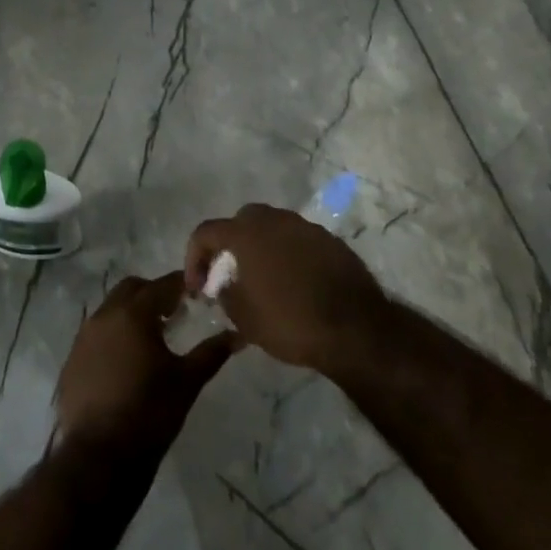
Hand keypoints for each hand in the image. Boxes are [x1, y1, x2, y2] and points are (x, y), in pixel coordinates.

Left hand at [55, 273, 236, 453]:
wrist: (100, 456)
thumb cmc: (150, 412)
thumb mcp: (188, 381)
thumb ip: (212, 353)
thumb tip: (238, 336)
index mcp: (133, 314)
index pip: (161, 285)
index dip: (180, 284)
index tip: (195, 291)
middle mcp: (104, 317)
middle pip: (130, 289)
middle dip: (152, 293)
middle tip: (173, 312)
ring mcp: (82, 339)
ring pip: (109, 311)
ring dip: (130, 314)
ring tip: (150, 338)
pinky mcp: (71, 362)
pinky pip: (94, 337)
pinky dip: (112, 338)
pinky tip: (125, 363)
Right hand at [183, 203, 387, 373]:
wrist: (355, 329)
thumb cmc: (290, 322)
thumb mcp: (244, 318)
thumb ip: (224, 293)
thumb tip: (221, 284)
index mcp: (247, 233)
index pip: (206, 232)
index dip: (194, 258)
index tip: (198, 288)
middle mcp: (275, 220)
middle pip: (241, 221)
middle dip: (229, 245)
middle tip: (228, 275)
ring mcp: (306, 227)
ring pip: (273, 228)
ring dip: (260, 248)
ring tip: (261, 279)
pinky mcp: (331, 241)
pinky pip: (298, 241)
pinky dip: (288, 255)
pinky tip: (293, 283)